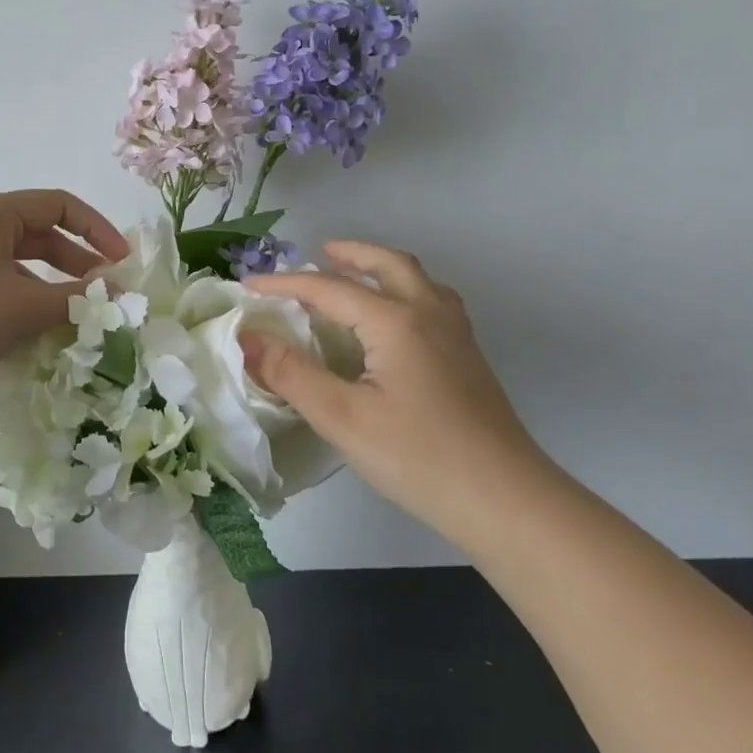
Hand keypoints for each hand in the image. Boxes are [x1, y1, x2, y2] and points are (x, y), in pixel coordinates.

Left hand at [0, 189, 128, 380]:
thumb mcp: (26, 307)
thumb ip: (76, 298)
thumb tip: (115, 292)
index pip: (60, 205)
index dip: (97, 230)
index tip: (121, 262)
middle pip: (38, 232)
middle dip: (75, 261)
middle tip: (103, 290)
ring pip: (16, 260)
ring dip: (48, 283)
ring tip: (72, 313)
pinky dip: (20, 295)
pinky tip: (30, 326)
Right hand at [241, 243, 542, 536]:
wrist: (505, 500)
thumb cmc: (417, 457)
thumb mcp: (342, 417)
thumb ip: (291, 373)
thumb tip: (247, 338)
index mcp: (395, 321)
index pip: (329, 289)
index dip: (284, 284)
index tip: (248, 286)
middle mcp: (429, 314)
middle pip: (388, 264)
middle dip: (351, 254)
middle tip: (319, 252)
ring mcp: (456, 335)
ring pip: (417, 280)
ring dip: (382, 267)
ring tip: (356, 276)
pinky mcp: (468, 358)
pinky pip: (432, 301)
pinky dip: (405, 290)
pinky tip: (395, 321)